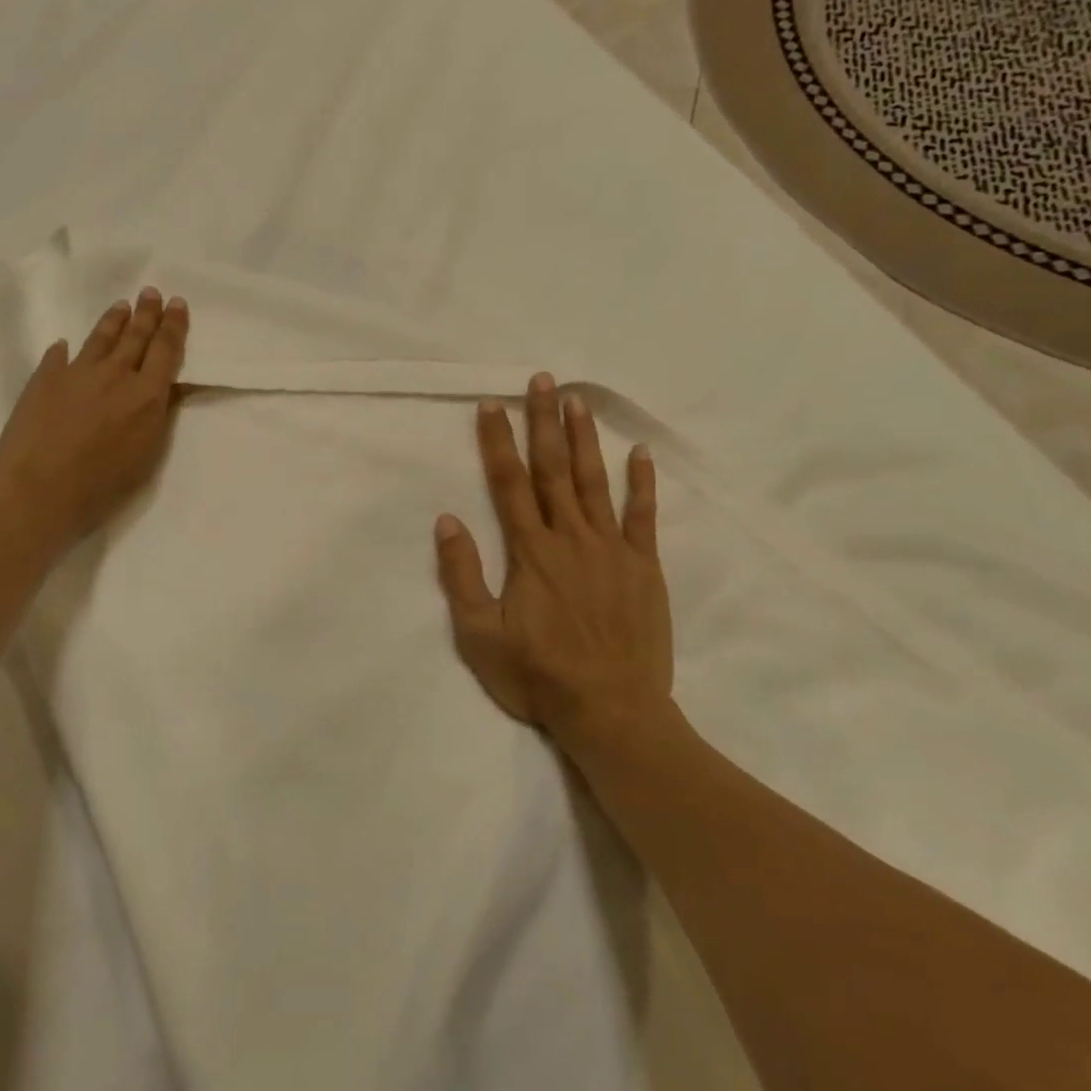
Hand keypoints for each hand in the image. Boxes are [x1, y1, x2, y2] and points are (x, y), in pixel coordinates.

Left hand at [0, 287, 188, 556]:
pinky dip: (65, 350)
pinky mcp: (44, 380)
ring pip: (100, 339)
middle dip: (146, 313)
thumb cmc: (103, 483)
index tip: (176, 303)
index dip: (173, 326)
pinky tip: (64, 345)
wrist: (40, 488)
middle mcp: (115, 375)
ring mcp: (76, 373)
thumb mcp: (147, 454)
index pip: (165, 351)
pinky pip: (58, 357)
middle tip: (151, 292)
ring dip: (113, 322)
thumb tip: (164, 390)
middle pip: (135, 337)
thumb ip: (157, 417)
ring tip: (121, 306)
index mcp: (146, 395)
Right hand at [435, 373, 675, 742]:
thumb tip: (447, 520)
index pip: (509, 483)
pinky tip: (639, 453)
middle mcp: (570, 538)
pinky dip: (641, 483)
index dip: (498, 441)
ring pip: (594, 482)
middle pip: (553, 469)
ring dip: (584, 438)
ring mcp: (611, 549)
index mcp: (530, 552)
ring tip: (578, 400)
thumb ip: (462, 575)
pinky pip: (642, 516)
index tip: (492, 404)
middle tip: (541, 380)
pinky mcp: (642, 567)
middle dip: (543, 422)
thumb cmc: (538, 675)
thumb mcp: (480, 635)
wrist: (610, 709)